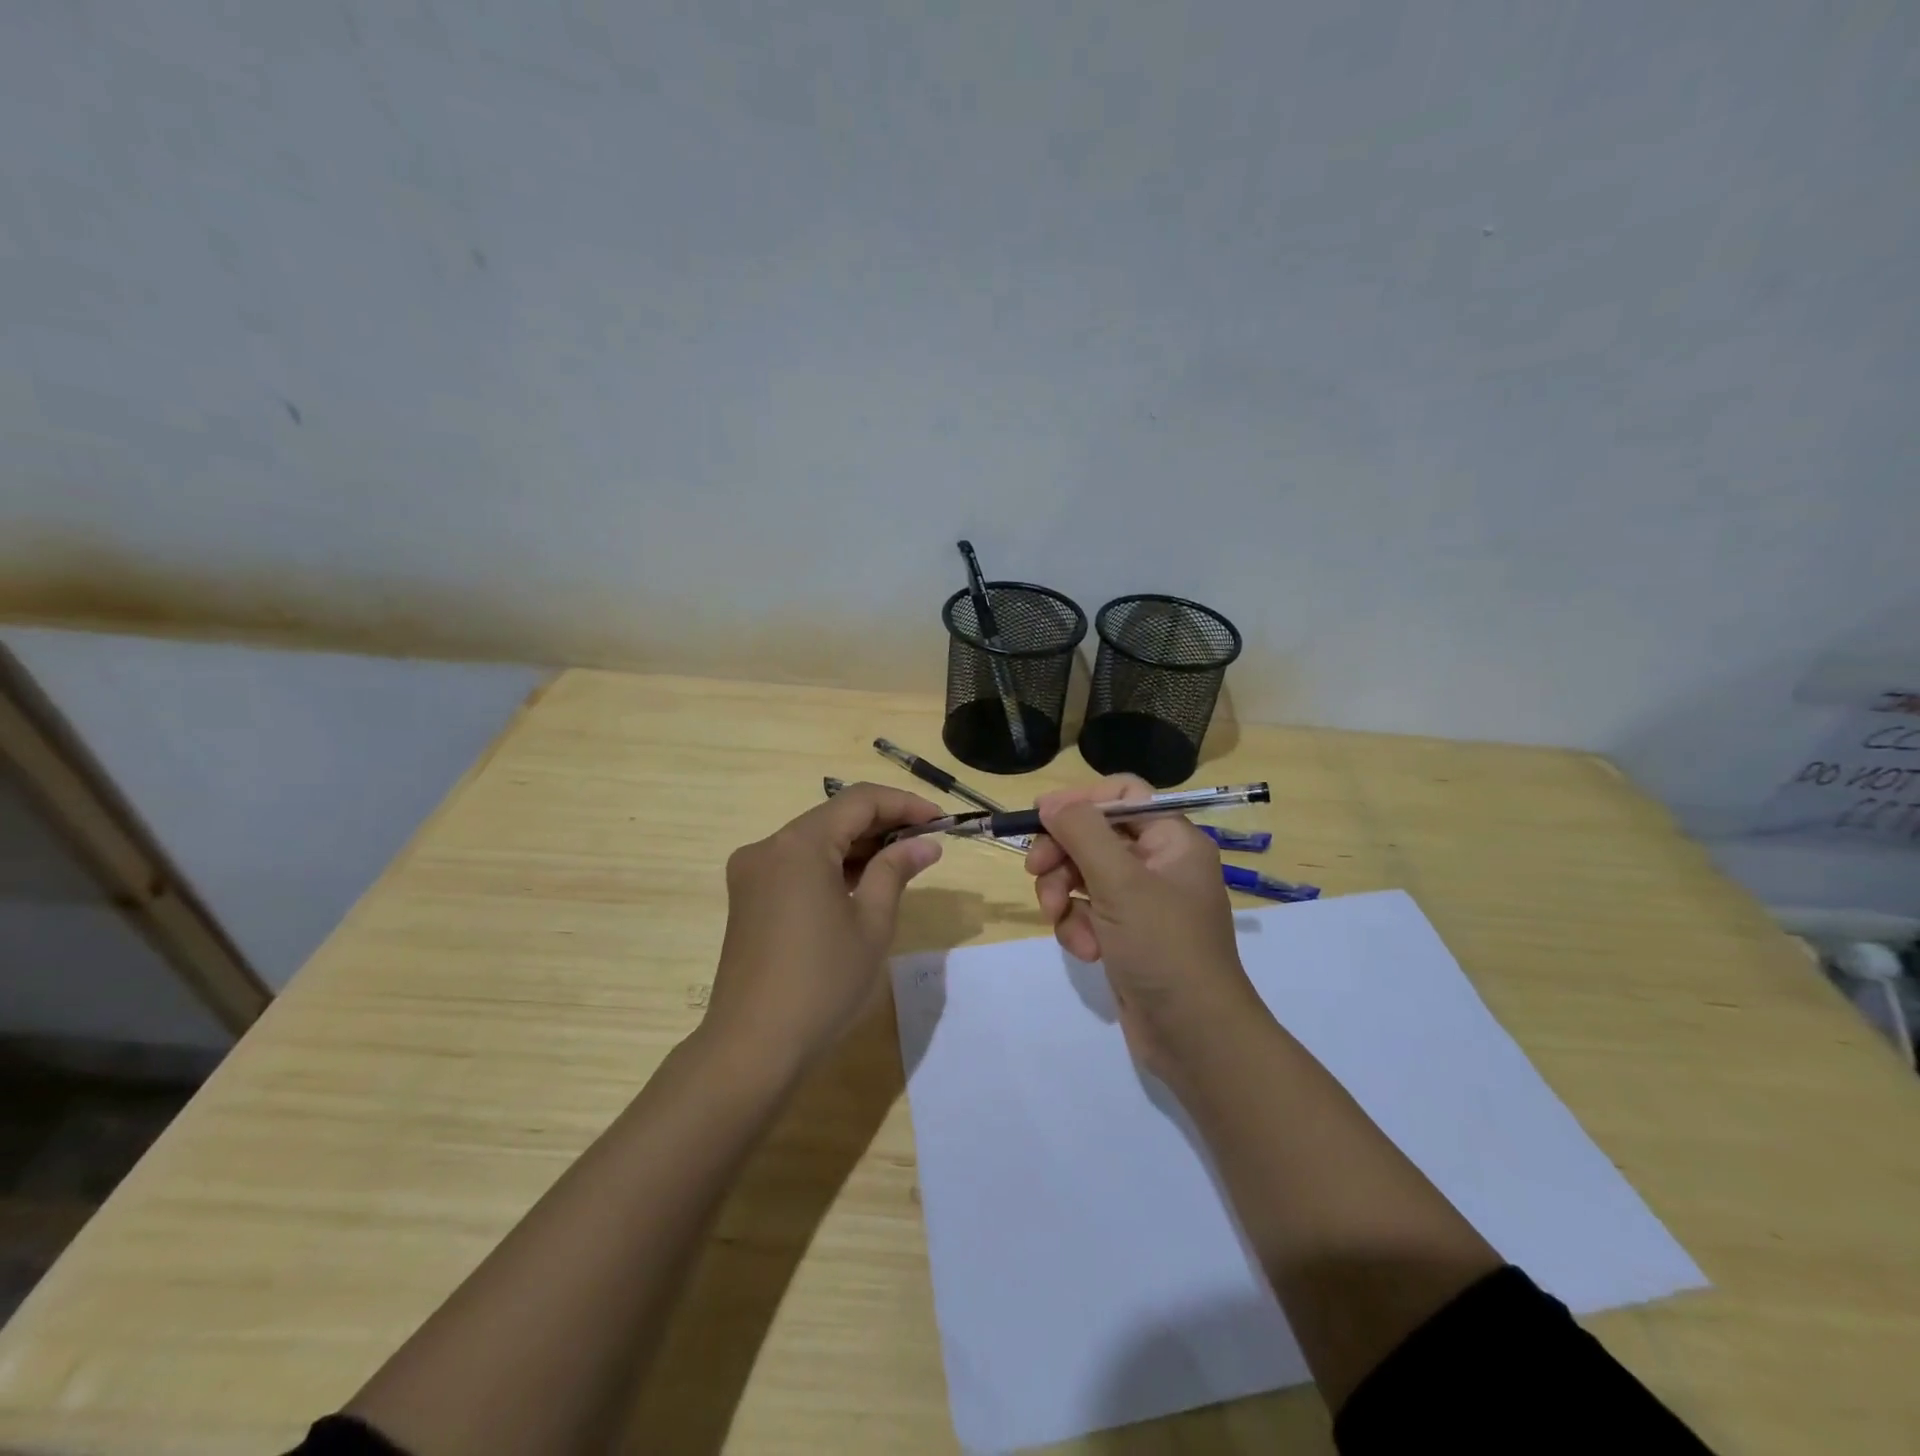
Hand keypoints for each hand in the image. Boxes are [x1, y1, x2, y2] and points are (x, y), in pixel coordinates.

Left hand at [706, 782, 944, 1078]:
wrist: (753, 1047)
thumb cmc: (822, 983)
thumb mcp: (871, 923)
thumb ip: (895, 871)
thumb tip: (925, 844)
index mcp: (799, 845)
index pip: (859, 801)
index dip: (903, 804)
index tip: (940, 821)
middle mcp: (769, 847)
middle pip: (833, 817)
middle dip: (882, 824)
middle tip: (926, 843)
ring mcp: (752, 873)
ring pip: (815, 841)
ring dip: (857, 846)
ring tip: (902, 863)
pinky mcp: (748, 898)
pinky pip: (797, 865)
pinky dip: (831, 866)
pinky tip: (862, 883)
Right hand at [1026, 775, 1263, 1083]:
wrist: (1194, 1036)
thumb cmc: (1164, 947)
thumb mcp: (1121, 883)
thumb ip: (1082, 833)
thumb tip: (1050, 801)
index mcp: (1172, 840)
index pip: (1122, 795)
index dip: (1080, 801)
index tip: (1041, 818)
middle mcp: (1159, 863)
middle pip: (1094, 835)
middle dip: (1062, 855)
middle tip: (1035, 873)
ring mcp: (1142, 901)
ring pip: (1083, 875)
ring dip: (1064, 896)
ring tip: (1063, 922)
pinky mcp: (1126, 934)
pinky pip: (1088, 911)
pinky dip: (1078, 927)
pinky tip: (1087, 951)